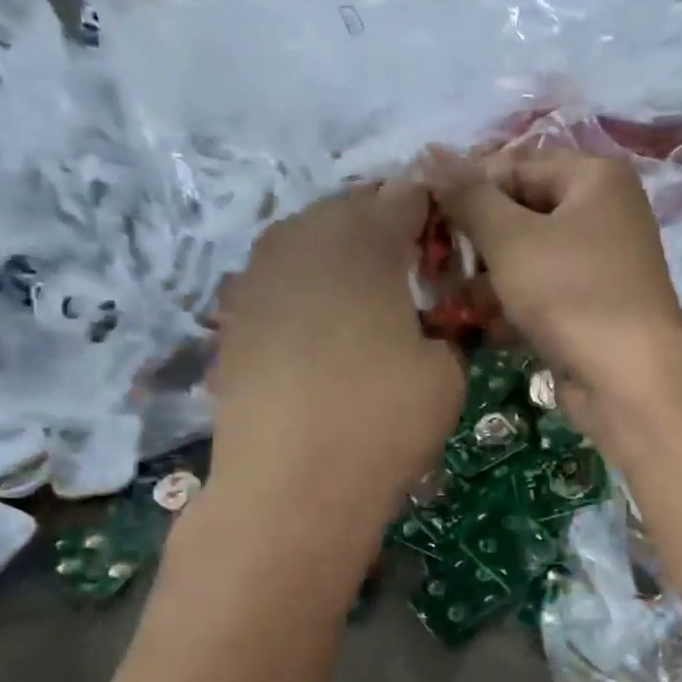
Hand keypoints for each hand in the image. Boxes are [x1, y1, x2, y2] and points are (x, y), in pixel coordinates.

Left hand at [210, 182, 462, 500]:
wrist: (292, 484)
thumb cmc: (384, 419)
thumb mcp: (447, 371)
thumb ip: (447, 324)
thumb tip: (436, 315)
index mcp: (364, 240)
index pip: (405, 197)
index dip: (431, 210)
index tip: (447, 236)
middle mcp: (304, 240)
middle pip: (349, 208)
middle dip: (381, 225)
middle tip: (409, 264)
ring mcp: (259, 275)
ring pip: (306, 237)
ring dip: (339, 251)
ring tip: (364, 291)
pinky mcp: (234, 315)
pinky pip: (278, 276)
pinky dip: (304, 285)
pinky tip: (321, 322)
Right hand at [427, 149, 681, 444]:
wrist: (631, 381)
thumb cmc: (571, 293)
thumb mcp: (511, 238)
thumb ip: (469, 197)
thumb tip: (430, 153)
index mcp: (595, 178)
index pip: (515, 166)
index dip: (468, 189)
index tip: (426, 216)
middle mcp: (604, 214)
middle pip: (523, 213)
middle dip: (478, 241)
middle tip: (434, 263)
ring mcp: (601, 265)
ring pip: (530, 259)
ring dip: (489, 279)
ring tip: (452, 299)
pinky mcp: (594, 308)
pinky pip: (544, 294)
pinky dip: (515, 307)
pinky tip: (486, 327)